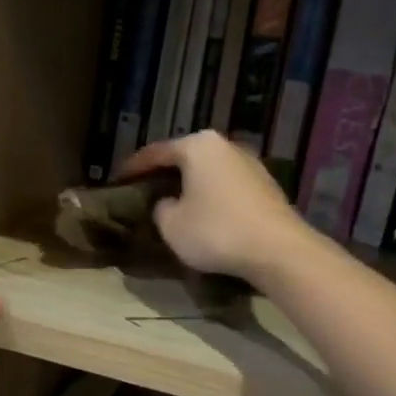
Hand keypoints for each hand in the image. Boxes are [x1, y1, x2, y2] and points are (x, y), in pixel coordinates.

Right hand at [119, 131, 312, 282]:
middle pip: (186, 157)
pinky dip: (212, 196)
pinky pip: (227, 187)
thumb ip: (161, 208)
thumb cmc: (216, 231)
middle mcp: (225, 146)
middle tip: (145, 189)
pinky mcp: (266, 186)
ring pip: (209, 171)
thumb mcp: (171, 224)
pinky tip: (205, 213)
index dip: (133, 167)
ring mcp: (250, 164)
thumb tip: (168, 202)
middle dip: (165, 173)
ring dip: (191, 185)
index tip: (118, 179)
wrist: (277, 250)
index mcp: (198, 146)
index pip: (156, 152)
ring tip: (174, 202)